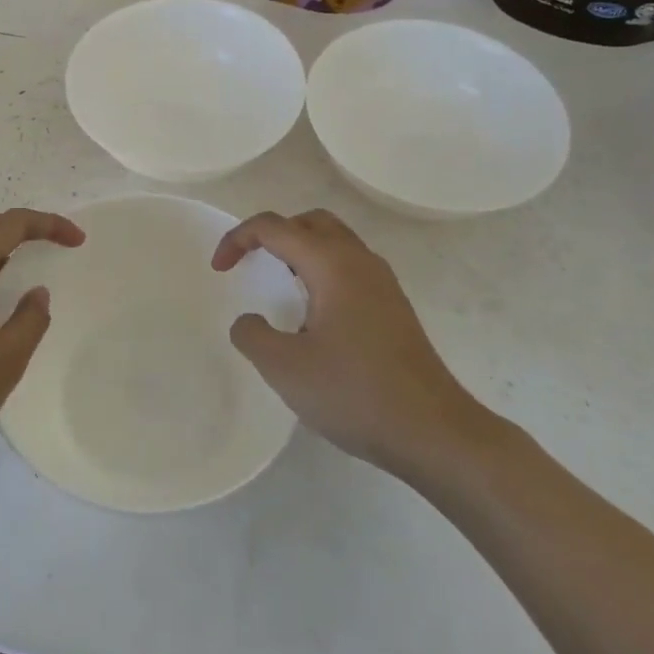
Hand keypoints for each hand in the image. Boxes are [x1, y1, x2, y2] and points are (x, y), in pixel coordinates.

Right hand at [211, 209, 488, 480]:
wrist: (433, 431)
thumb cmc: (355, 393)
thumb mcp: (285, 368)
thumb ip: (252, 335)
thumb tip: (250, 322)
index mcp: (332, 264)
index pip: (275, 227)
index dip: (239, 239)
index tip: (219, 270)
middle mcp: (360, 261)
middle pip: (310, 222)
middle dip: (274, 234)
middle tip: (252, 263)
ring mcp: (383, 283)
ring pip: (335, 243)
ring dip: (300, 251)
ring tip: (279, 286)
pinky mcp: (394, 307)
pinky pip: (350, 268)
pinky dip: (322, 272)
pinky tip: (314, 315)